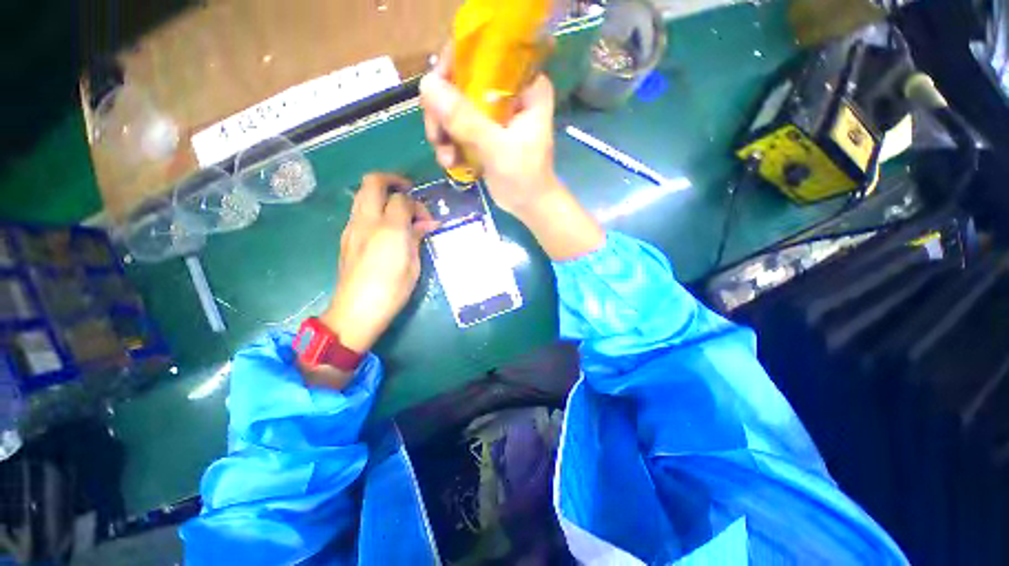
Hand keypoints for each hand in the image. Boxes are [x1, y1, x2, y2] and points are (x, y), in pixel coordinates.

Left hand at [320, 173, 437, 353]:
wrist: (357, 310)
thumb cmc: (393, 289)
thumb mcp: (413, 264)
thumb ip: (417, 237)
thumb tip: (425, 223)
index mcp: (389, 228)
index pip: (402, 199)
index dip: (418, 205)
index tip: (428, 220)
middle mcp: (366, 221)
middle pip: (373, 182)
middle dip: (393, 180)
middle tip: (409, 191)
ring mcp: (352, 228)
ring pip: (362, 194)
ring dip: (381, 194)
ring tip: (399, 211)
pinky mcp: (346, 238)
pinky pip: (359, 212)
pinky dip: (374, 209)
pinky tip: (386, 228)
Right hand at [419, 55, 604, 259]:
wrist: (530, 206)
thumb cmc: (525, 177)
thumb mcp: (497, 148)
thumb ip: (466, 120)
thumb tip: (426, 85)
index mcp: (525, 86)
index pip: (485, 54)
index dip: (454, 65)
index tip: (434, 90)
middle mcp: (509, 93)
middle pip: (463, 81)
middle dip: (443, 109)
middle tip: (436, 135)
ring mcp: (494, 114)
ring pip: (455, 107)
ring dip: (443, 131)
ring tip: (446, 157)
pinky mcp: (484, 132)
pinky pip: (457, 127)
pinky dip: (450, 144)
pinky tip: (451, 163)